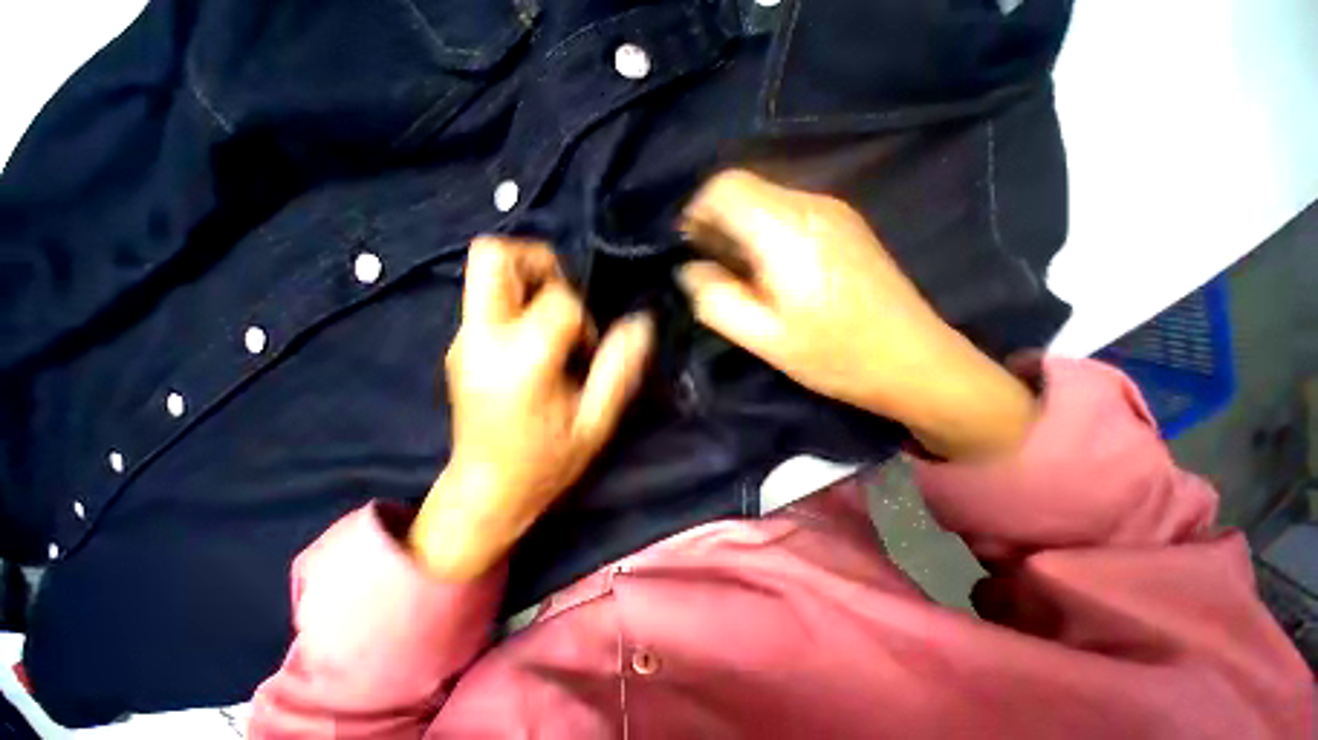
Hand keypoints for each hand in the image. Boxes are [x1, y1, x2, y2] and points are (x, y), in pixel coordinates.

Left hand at [410, 237, 653, 578]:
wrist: (486, 492)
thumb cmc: (547, 461)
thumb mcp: (596, 422)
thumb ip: (620, 369)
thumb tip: (642, 323)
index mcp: (520, 361)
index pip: (558, 301)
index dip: (585, 318)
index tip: (588, 351)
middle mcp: (481, 338)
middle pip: (494, 256)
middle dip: (540, 262)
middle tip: (567, 299)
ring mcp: (464, 339)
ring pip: (488, 270)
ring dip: (530, 280)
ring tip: (554, 321)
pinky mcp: (461, 344)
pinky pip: (490, 297)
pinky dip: (520, 302)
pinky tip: (537, 341)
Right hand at [677, 170, 1036, 460]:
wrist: (914, 361)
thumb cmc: (835, 355)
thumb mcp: (763, 337)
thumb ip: (715, 299)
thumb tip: (689, 270)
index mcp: (788, 230)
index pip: (725, 186)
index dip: (695, 212)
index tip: (687, 250)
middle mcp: (812, 206)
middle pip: (744, 189)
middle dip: (715, 225)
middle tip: (710, 271)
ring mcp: (834, 212)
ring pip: (764, 201)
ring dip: (738, 232)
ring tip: (738, 277)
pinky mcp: (844, 226)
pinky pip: (787, 214)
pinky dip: (763, 235)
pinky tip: (769, 273)